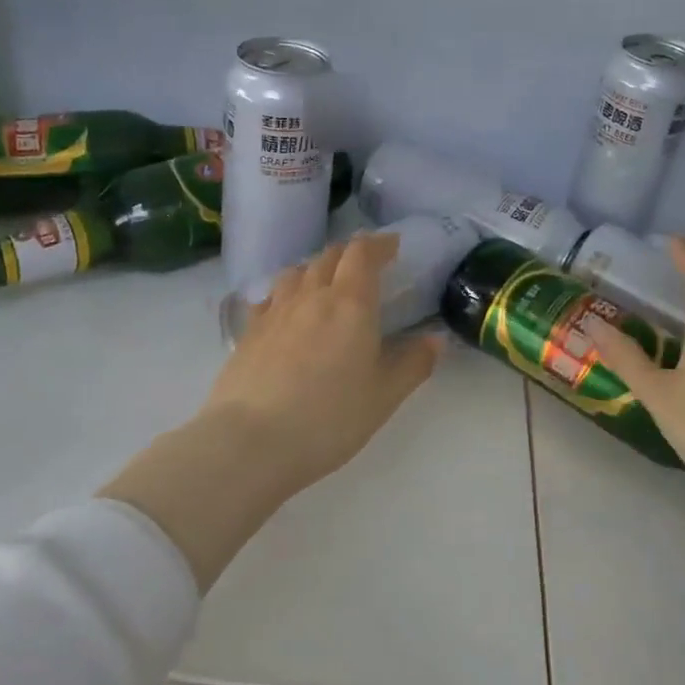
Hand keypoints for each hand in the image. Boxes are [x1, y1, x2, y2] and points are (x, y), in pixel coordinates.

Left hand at [200, 232, 443, 498]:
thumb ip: (413, 363)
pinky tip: (287, 310)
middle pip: (329, 256)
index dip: (379, 244)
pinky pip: (270, 296)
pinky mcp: (249, 331)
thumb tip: (435, 339)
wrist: (251, 441)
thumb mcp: (384, 396)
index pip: (363, 253)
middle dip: (351, 254)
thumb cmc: (329, 418)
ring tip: (326, 284)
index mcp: (350, 303)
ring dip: (316, 268)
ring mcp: (275, 311)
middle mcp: (311, 296)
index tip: (392, 246)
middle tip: (365, 266)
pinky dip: (286, 293)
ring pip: (297, 272)